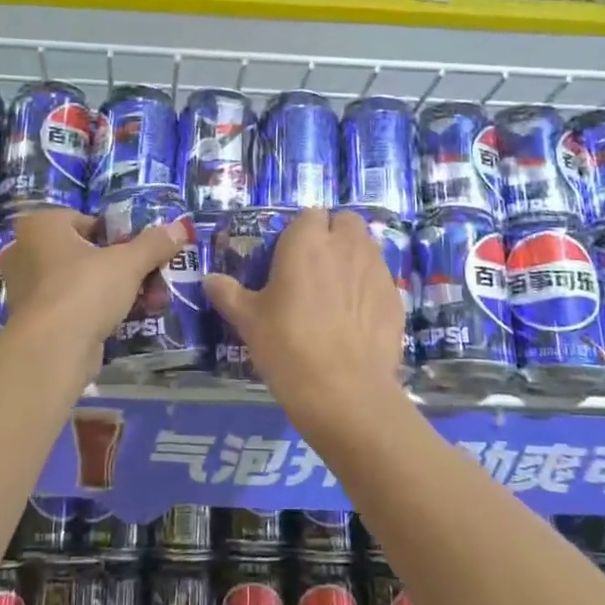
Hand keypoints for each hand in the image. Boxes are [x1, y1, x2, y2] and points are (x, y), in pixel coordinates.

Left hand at [2, 209, 186, 371]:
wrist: (52, 351)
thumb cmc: (85, 289)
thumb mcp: (128, 261)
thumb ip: (154, 243)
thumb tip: (180, 228)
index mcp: (42, 226)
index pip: (88, 221)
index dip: (119, 235)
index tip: (142, 251)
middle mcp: (27, 252)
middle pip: (88, 253)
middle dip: (123, 267)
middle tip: (153, 278)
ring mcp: (28, 289)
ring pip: (83, 282)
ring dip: (117, 290)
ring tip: (151, 302)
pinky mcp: (37, 321)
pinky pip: (75, 307)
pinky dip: (99, 311)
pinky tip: (128, 320)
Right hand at [203, 208, 404, 432]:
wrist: (344, 390)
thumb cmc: (287, 345)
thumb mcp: (248, 320)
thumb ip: (228, 294)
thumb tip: (208, 279)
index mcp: (306, 241)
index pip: (310, 214)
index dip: (302, 231)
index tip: (290, 256)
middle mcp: (345, 245)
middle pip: (346, 222)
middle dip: (334, 235)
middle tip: (317, 266)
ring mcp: (376, 270)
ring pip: (367, 247)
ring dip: (354, 257)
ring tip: (338, 291)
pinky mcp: (396, 297)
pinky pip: (381, 280)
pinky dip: (370, 288)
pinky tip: (357, 318)